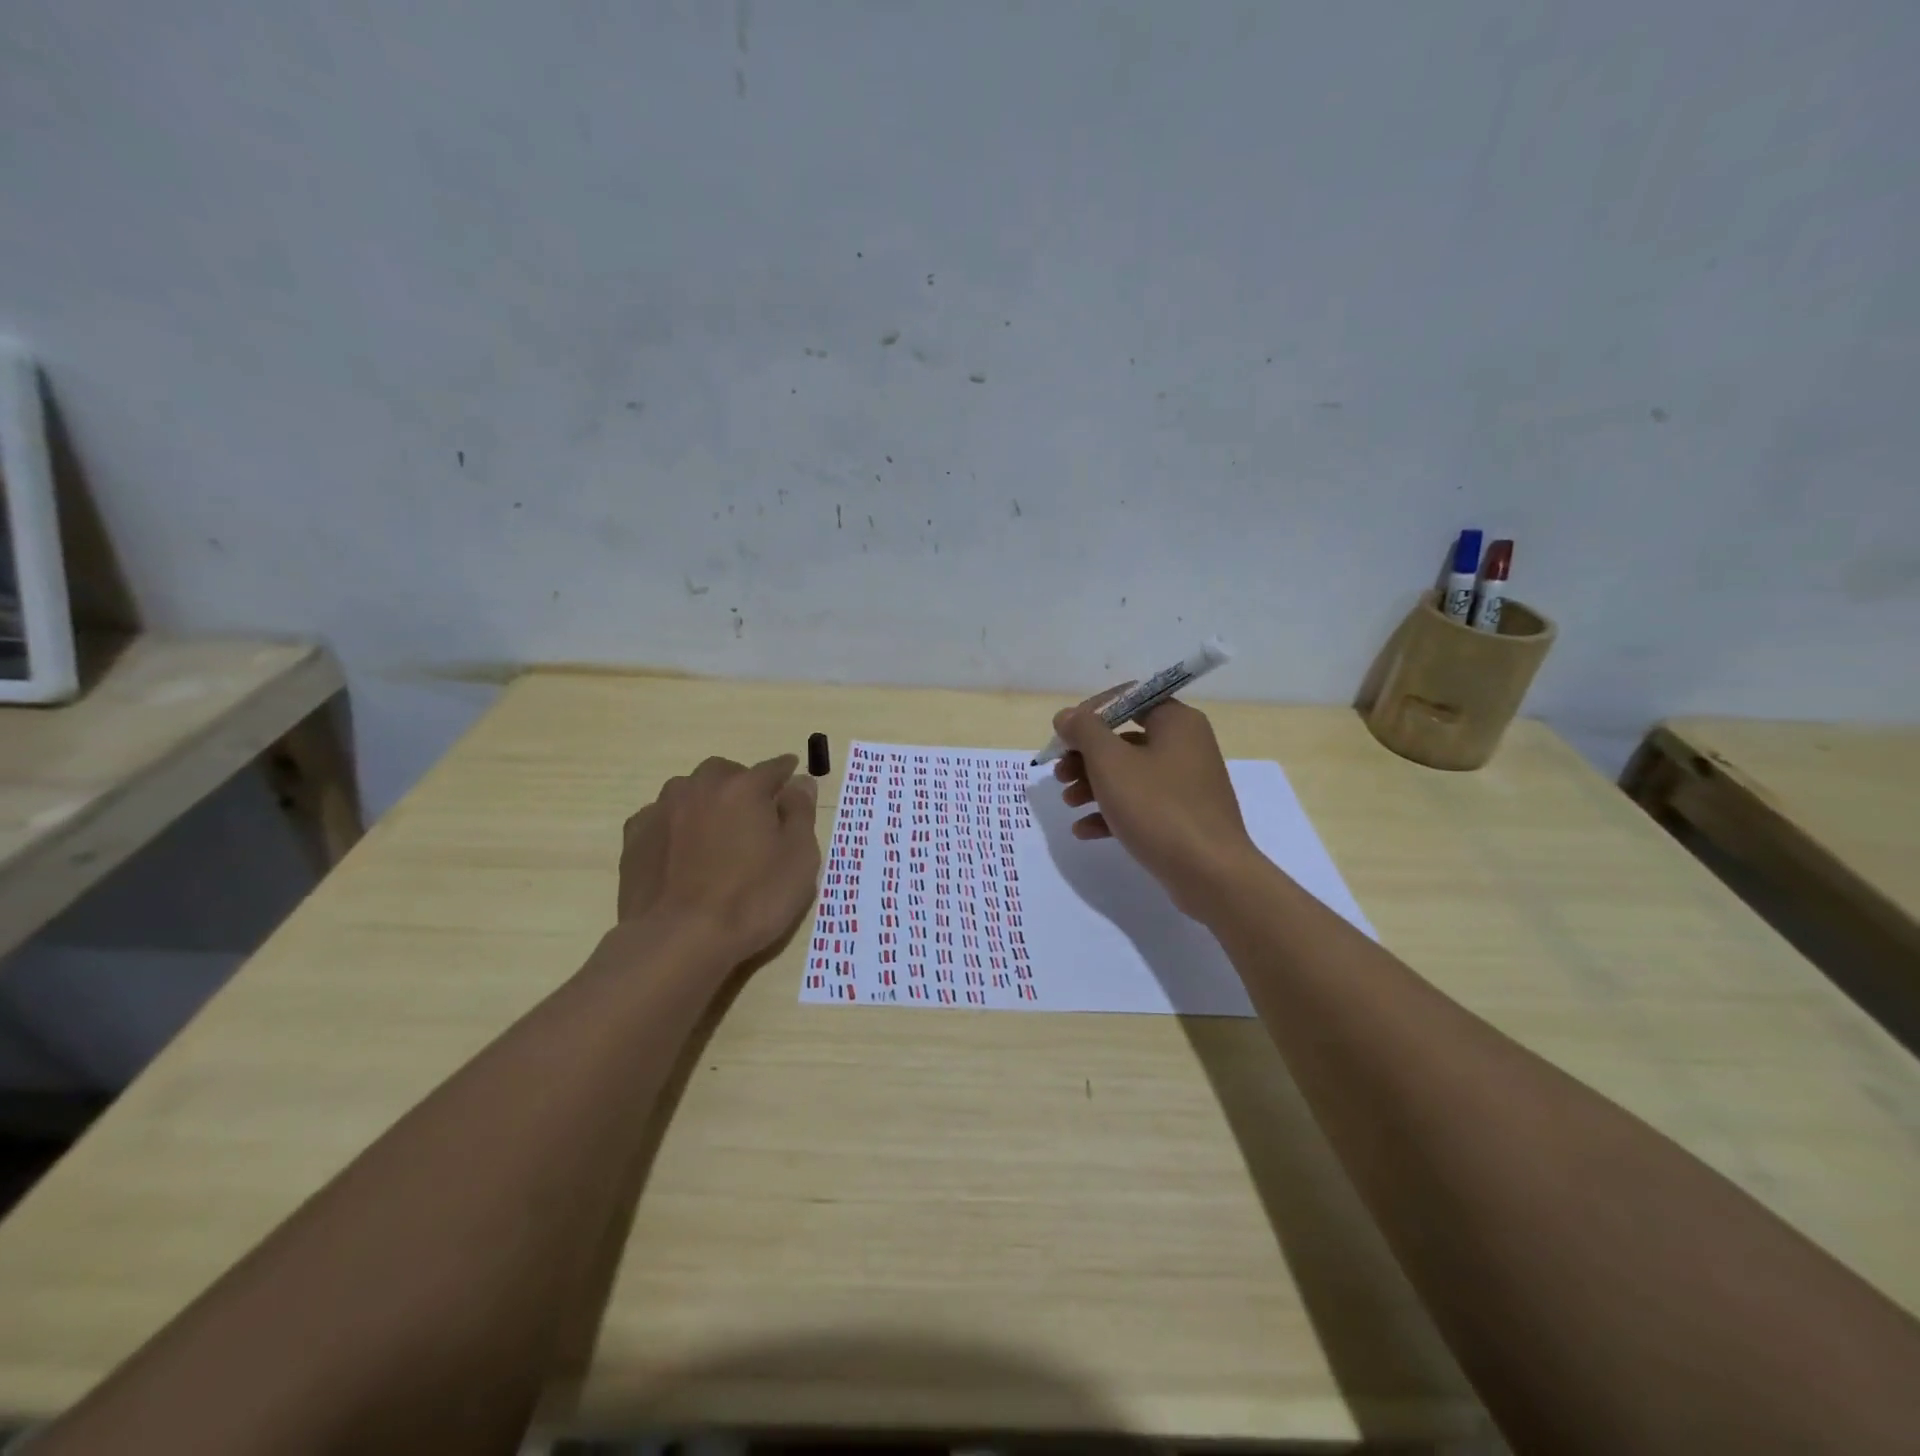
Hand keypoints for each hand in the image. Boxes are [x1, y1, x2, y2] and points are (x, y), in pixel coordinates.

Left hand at [618, 754, 820, 965]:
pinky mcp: (635, 837)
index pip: (772, 768)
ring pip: (689, 791)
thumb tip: (800, 782)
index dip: (786, 771)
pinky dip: (676, 824)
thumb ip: (800, 813)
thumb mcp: (799, 859)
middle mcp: (700, 788)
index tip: (792, 774)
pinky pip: (661, 817)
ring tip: (715, 831)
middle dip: (741, 784)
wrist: (678, 940)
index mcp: (744, 788)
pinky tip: (681, 850)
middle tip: (754, 813)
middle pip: (725, 772)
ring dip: (705, 801)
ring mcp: (662, 810)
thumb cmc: (752, 900)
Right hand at [1051, 694, 1263, 919]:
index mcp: (1176, 722)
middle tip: (1059, 773)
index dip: (1090, 713)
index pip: (1128, 698)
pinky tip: (1084, 830)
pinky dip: (1112, 812)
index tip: (1063, 735)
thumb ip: (1084, 731)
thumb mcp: (1111, 763)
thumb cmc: (1159, 808)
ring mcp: (1186, 784)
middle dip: (1085, 756)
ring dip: (1092, 785)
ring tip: (1068, 803)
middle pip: (1124, 739)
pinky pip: (1140, 804)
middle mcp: (1185, 746)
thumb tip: (1066, 716)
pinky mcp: (1182, 817)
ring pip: (1129, 774)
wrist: (1210, 874)